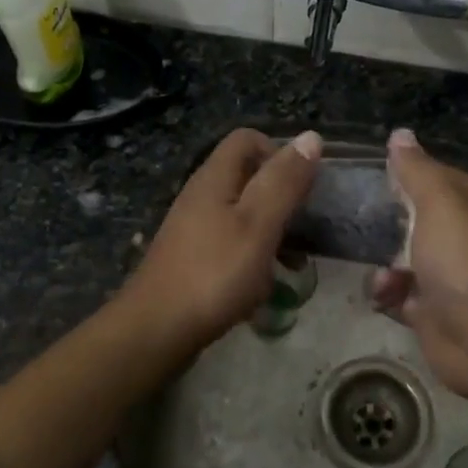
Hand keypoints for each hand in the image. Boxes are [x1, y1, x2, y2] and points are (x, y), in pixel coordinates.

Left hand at [120, 127, 321, 351]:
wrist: (156, 330)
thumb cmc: (214, 273)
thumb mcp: (258, 224)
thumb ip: (284, 181)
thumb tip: (311, 136)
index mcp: (215, 178)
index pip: (247, 139)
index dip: (278, 152)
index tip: (300, 186)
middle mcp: (201, 195)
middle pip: (247, 176)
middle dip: (280, 198)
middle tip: (302, 228)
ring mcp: (194, 228)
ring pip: (242, 214)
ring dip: (271, 232)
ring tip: (293, 263)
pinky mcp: (193, 258)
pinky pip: (231, 244)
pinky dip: (253, 256)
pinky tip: (264, 286)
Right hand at [368, 128, 467, 402]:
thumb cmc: (461, 261)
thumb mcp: (438, 203)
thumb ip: (416, 169)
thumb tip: (401, 133)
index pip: (437, 176)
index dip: (407, 172)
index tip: (373, 173)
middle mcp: (462, 237)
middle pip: (415, 217)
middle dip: (387, 221)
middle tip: (357, 217)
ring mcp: (447, 275)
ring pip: (401, 256)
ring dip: (383, 263)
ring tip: (382, 274)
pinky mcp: (431, 308)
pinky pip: (398, 292)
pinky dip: (388, 293)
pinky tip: (385, 296)